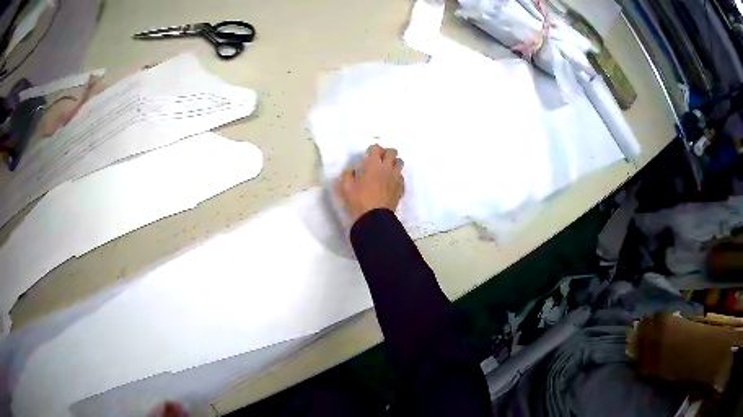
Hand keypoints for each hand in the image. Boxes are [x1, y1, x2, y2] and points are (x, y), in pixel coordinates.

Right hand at [336, 144, 404, 222]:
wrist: (375, 217)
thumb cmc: (358, 200)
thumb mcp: (345, 187)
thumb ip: (348, 175)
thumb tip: (352, 170)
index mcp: (373, 164)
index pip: (377, 148)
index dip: (372, 149)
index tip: (368, 155)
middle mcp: (387, 167)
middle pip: (392, 152)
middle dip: (386, 153)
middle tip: (380, 160)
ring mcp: (396, 177)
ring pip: (400, 162)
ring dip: (394, 163)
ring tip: (387, 169)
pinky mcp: (401, 187)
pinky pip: (401, 176)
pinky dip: (397, 176)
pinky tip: (390, 183)